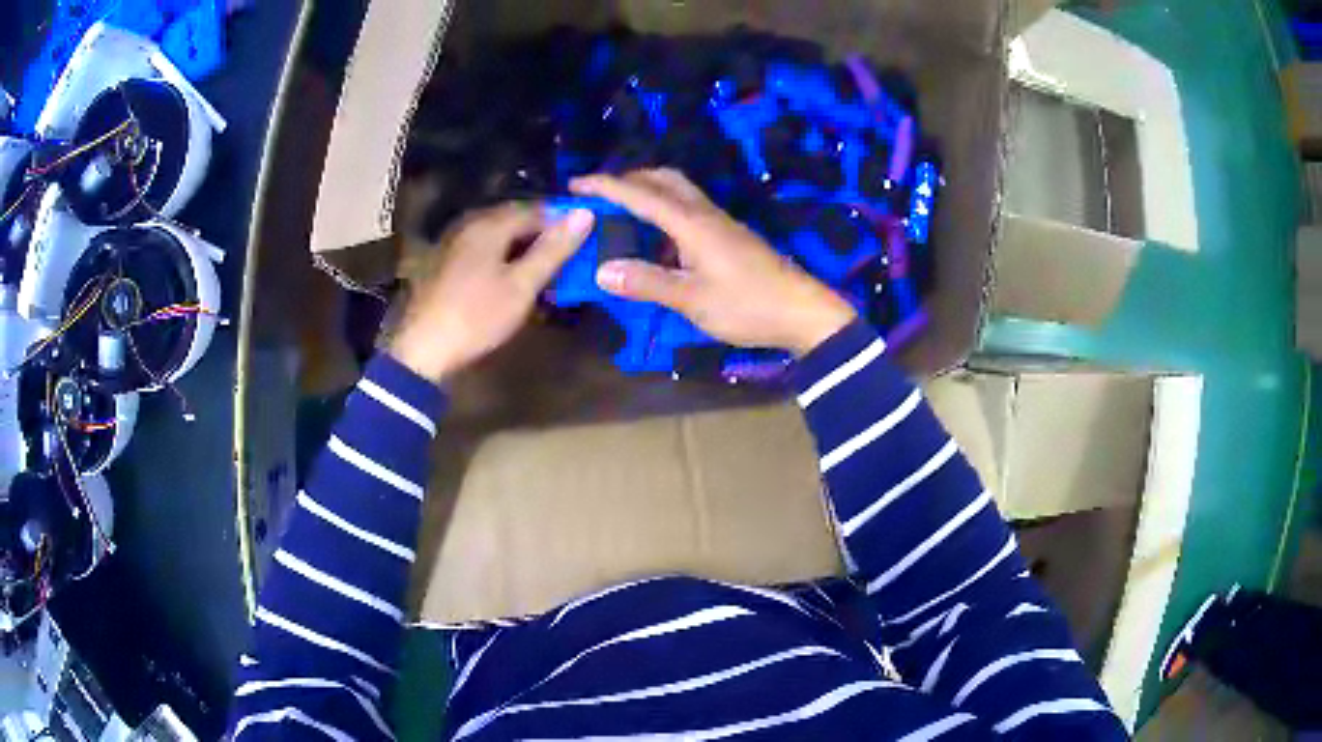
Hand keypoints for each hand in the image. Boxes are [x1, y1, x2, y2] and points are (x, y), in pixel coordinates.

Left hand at [390, 204, 593, 382]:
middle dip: (541, 237)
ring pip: (498, 237)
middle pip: (515, 220)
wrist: (423, 349)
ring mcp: (453, 243)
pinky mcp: (444, 263)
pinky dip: (501, 260)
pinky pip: (482, 251)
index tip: (583, 243)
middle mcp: (469, 224)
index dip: (562, 223)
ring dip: (522, 250)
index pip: (537, 209)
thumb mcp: (522, 286)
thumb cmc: (477, 316)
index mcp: (490, 224)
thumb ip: (553, 249)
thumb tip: (585, 213)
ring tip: (541, 275)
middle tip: (564, 262)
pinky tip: (509, 282)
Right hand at [571, 170, 856, 355]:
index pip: (641, 195)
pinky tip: (657, 242)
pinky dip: (665, 213)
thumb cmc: (748, 305)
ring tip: (622, 215)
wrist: (802, 312)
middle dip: (629, 180)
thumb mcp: (693, 300)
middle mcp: (705, 214)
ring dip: (648, 194)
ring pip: (679, 193)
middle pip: (664, 180)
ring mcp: (721, 224)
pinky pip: (689, 211)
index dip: (606, 187)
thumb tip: (602, 270)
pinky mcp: (729, 237)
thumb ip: (648, 283)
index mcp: (692, 223)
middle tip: (602, 197)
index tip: (575, 185)